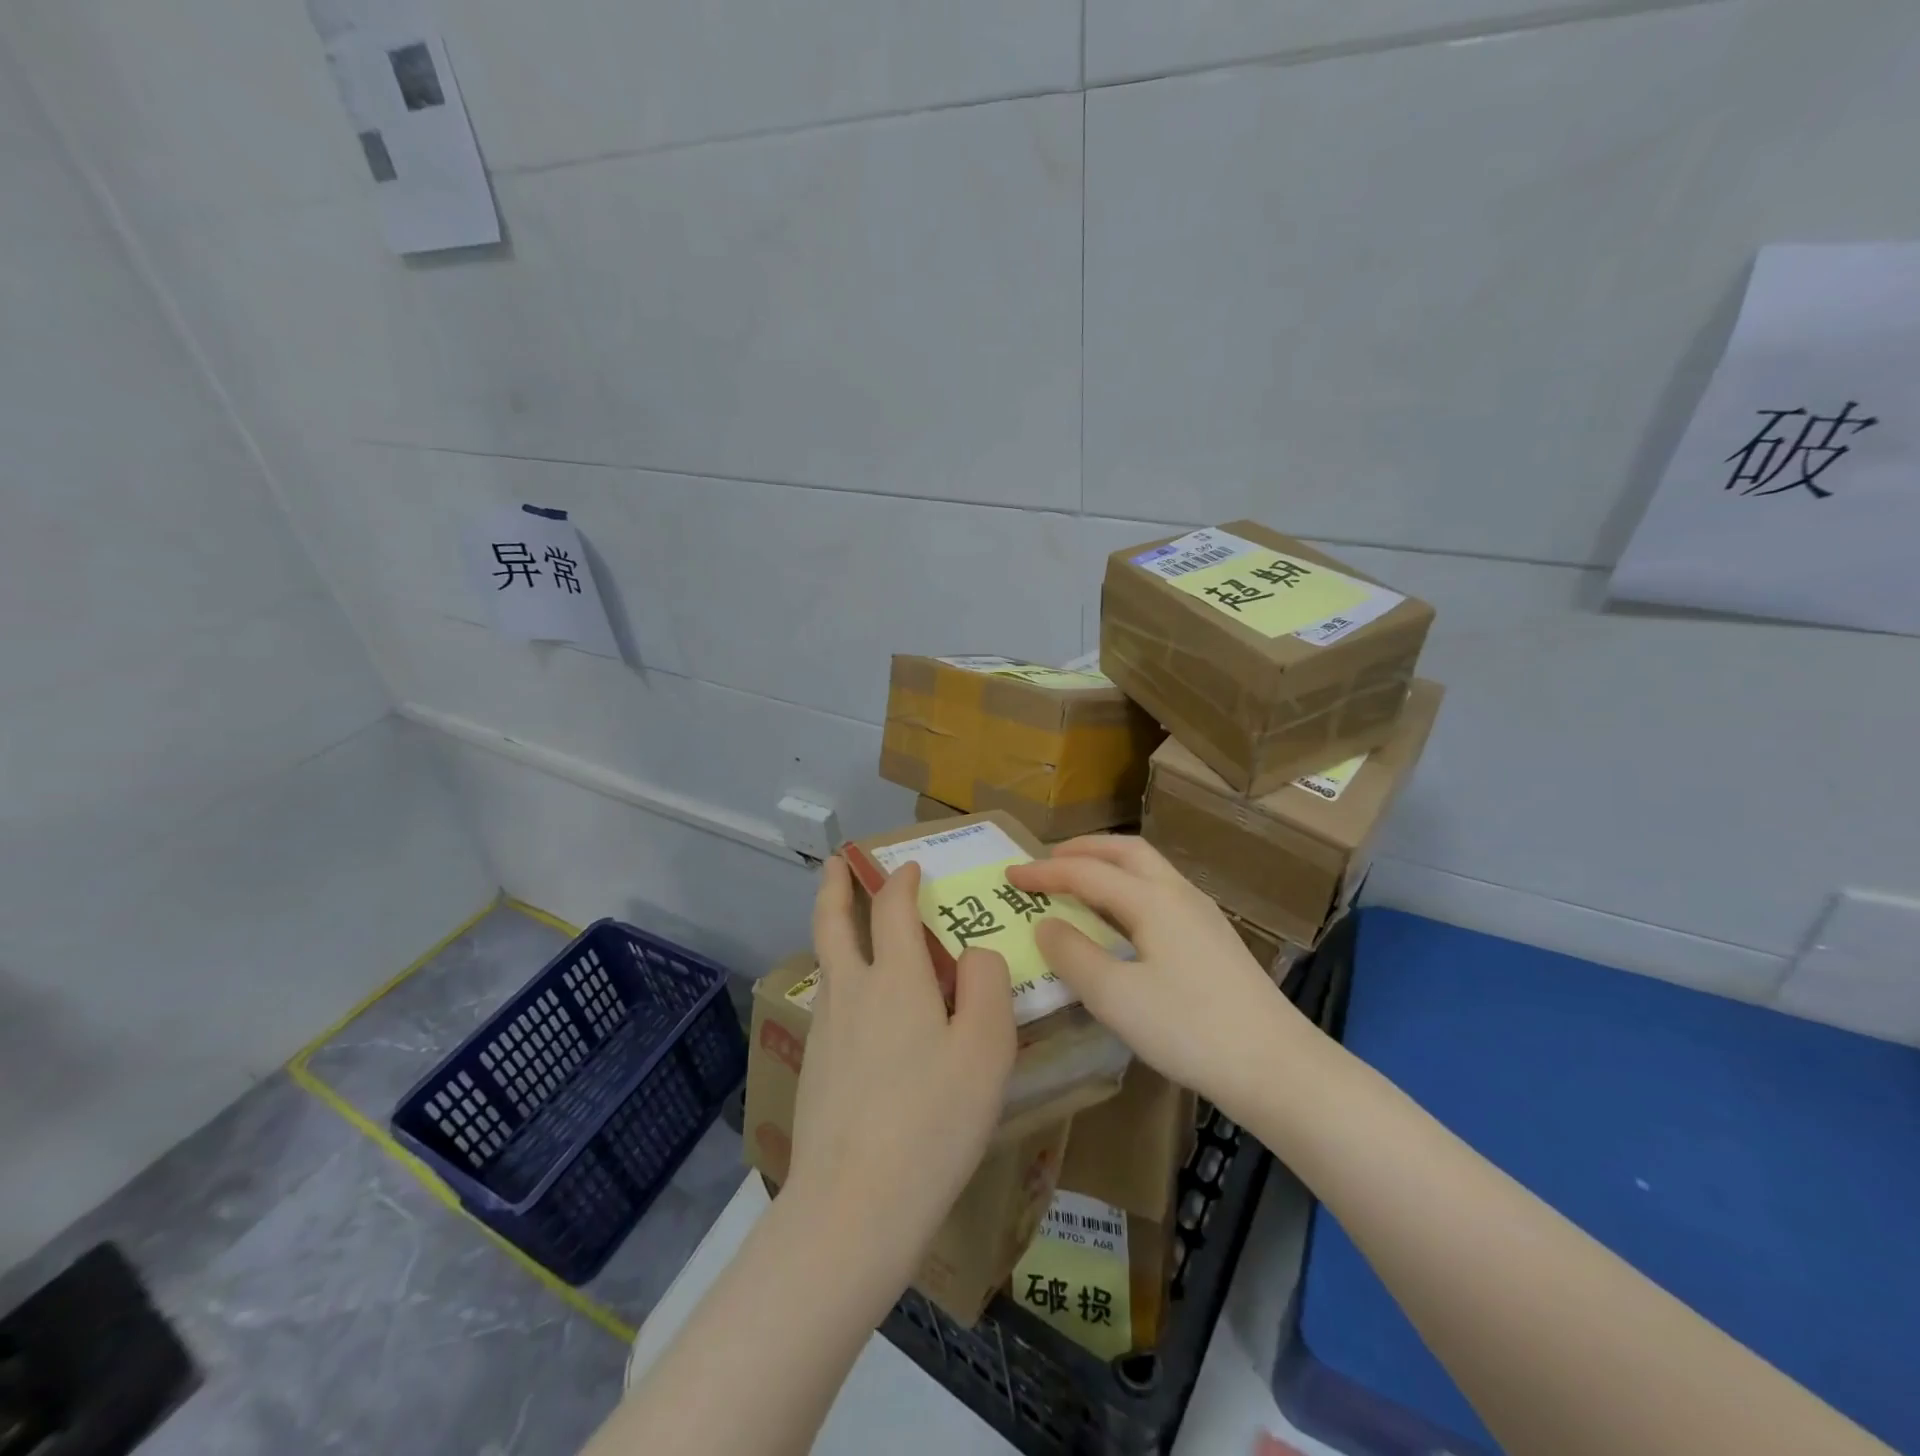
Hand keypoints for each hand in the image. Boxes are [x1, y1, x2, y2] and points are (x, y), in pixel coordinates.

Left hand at [790, 855, 1017, 1283]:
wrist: (855, 1204)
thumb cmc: (933, 1120)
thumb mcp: (986, 1049)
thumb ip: (988, 985)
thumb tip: (975, 954)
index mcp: (894, 978)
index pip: (892, 908)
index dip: (901, 881)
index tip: (909, 868)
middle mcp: (851, 992)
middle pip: (833, 923)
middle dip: (836, 887)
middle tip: (838, 863)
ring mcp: (825, 1031)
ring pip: (827, 964)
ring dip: (835, 932)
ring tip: (850, 929)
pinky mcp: (814, 1068)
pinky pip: (830, 1006)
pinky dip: (841, 982)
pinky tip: (859, 1012)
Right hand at [1006, 836, 1317, 1119]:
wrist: (1277, 1066)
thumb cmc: (1189, 1029)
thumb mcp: (1115, 997)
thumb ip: (1073, 955)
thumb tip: (1047, 924)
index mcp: (1152, 900)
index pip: (1086, 872)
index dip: (1044, 872)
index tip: (1010, 875)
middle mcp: (1179, 894)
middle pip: (1126, 852)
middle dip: (1084, 849)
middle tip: (1049, 860)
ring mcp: (1203, 915)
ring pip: (1149, 870)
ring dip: (1109, 866)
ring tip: (1080, 883)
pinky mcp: (1214, 939)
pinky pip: (1161, 893)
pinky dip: (1129, 889)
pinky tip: (1123, 921)